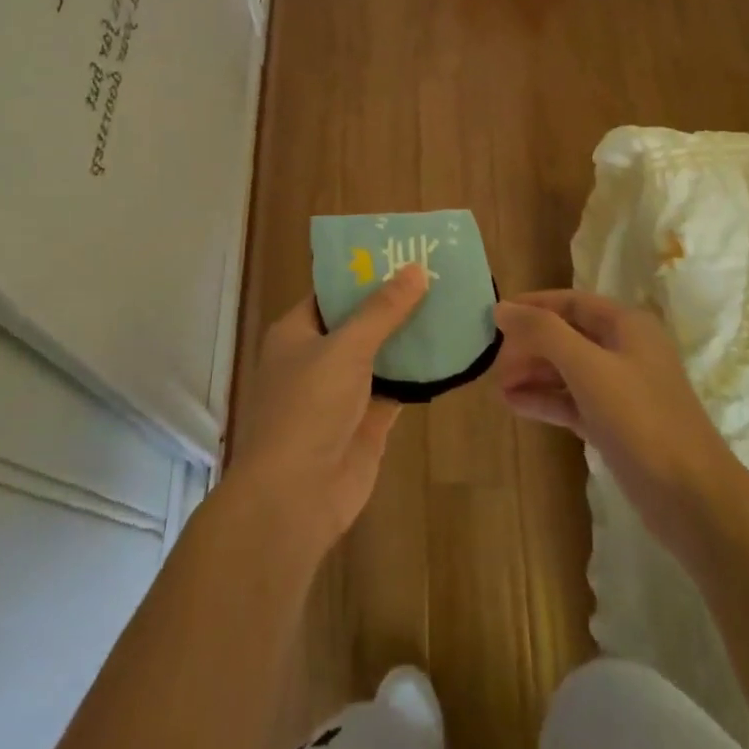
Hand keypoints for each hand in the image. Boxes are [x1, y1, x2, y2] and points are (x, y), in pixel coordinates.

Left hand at [229, 265, 428, 556]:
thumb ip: (382, 310)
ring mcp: (344, 390)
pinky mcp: (368, 419)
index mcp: (298, 332)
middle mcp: (319, 356)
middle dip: (396, 301)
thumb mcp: (345, 348)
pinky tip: (452, 351)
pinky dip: (421, 371)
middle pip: (361, 320)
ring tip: (453, 303)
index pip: (333, 290)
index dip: (365, 270)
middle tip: (440, 274)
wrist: (295, 497)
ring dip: (412, 334)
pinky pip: (398, 385)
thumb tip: (415, 269)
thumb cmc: (308, 409)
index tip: (404, 251)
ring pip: (383, 352)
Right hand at [494, 290, 744, 555]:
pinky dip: (546, 400)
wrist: (692, 497)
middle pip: (567, 335)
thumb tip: (503, 308)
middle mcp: (625, 350)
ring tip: (497, 386)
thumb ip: (543, 333)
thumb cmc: (641, 419)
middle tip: (493, 362)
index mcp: (627, 325)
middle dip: (530, 345)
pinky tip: (515, 405)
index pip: (571, 302)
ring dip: (533, 374)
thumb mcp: (588, 368)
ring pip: (568, 370)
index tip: (494, 317)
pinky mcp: (616, 424)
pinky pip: (573, 401)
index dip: (533, 305)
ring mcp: (621, 389)